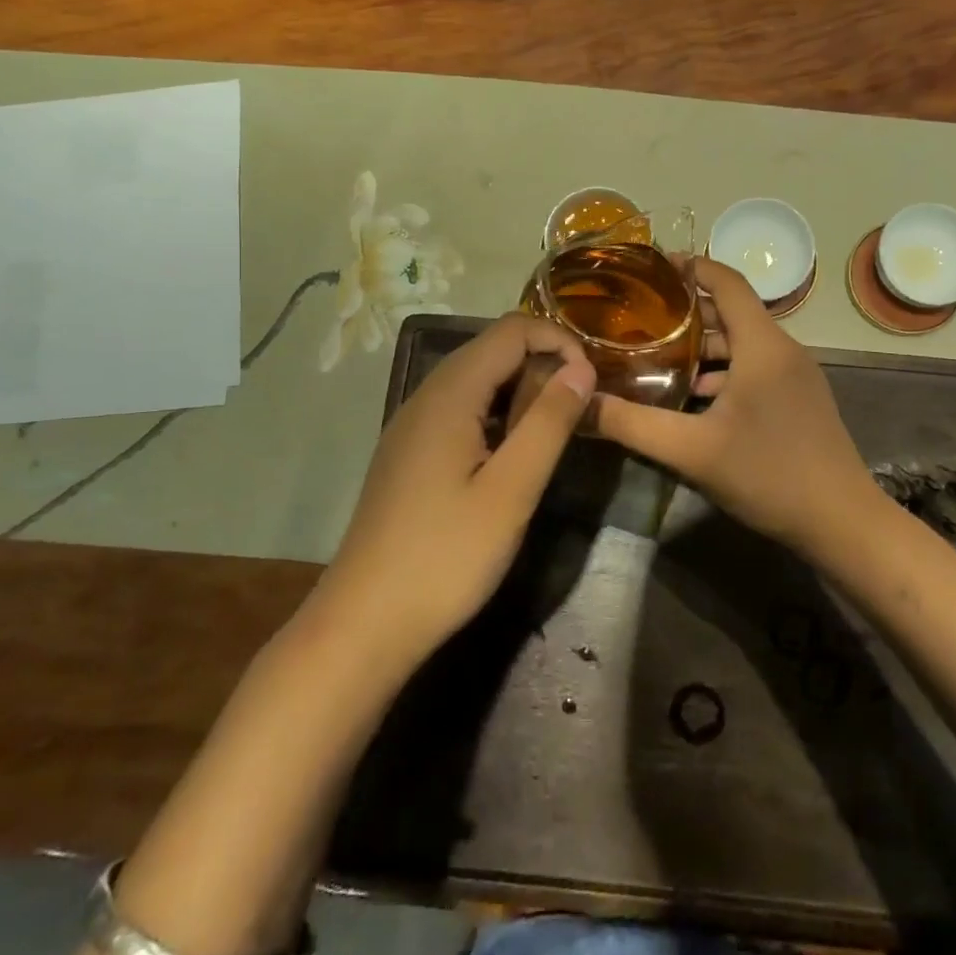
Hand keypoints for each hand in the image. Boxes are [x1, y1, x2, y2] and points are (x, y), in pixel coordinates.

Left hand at [312, 314, 595, 666]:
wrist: (363, 624)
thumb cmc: (445, 557)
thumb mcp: (512, 490)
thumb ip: (549, 422)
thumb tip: (582, 367)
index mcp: (449, 394)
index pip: (511, 330)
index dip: (558, 340)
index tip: (591, 380)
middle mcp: (425, 396)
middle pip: (492, 349)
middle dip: (543, 363)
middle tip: (580, 407)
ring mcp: (412, 425)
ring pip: (476, 380)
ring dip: (521, 390)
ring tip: (554, 429)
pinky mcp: (409, 453)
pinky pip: (461, 409)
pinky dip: (497, 414)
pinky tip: (511, 454)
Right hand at [592, 258, 881, 552]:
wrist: (841, 522)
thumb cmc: (768, 475)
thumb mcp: (691, 451)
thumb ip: (632, 425)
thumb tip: (581, 405)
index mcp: (763, 345)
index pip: (727, 282)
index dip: (691, 268)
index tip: (651, 266)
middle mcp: (783, 349)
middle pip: (731, 312)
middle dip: (686, 311)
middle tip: (639, 316)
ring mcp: (796, 375)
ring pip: (743, 344)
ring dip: (703, 346)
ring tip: (657, 354)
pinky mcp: (799, 399)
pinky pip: (755, 368)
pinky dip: (723, 371)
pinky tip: (694, 397)